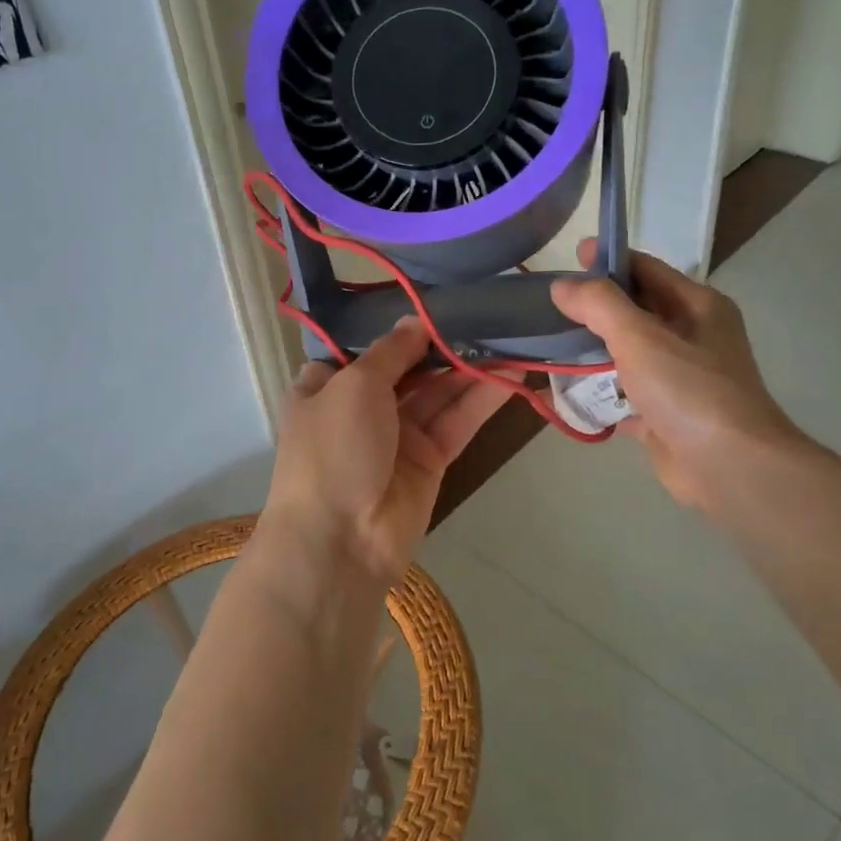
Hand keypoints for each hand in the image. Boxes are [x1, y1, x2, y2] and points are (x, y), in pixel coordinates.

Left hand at [262, 318, 511, 583]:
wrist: (339, 541)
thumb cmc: (333, 448)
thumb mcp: (354, 384)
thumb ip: (391, 351)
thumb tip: (415, 321)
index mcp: (327, 385)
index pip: (366, 347)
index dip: (398, 326)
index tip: (435, 299)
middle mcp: (361, 407)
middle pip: (409, 367)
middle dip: (443, 343)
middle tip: (486, 312)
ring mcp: (397, 434)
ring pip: (439, 392)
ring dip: (470, 367)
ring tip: (510, 335)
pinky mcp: (430, 459)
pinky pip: (457, 420)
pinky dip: (482, 398)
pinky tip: (513, 373)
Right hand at [551, 242, 810, 516]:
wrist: (730, 467)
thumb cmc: (689, 390)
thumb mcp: (640, 336)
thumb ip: (599, 305)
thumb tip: (563, 284)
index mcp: (697, 306)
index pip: (647, 268)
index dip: (609, 259)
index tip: (569, 258)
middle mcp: (694, 336)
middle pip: (637, 309)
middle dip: (596, 306)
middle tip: (551, 302)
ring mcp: (682, 377)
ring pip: (630, 352)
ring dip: (596, 348)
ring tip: (552, 342)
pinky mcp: (668, 413)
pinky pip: (627, 393)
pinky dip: (601, 391)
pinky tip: (567, 391)